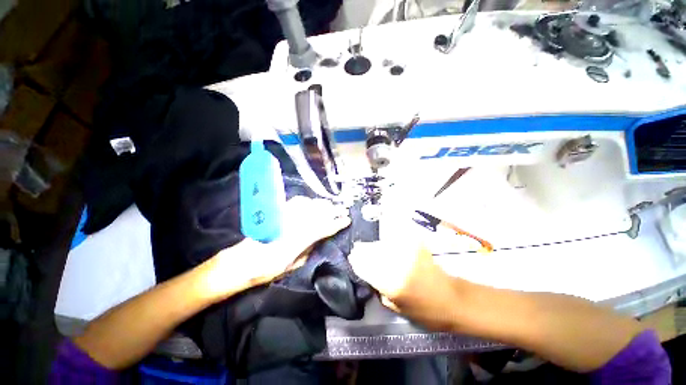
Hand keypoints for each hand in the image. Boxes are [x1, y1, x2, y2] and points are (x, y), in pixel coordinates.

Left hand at [201, 196, 350, 301]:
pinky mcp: (277, 213)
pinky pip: (295, 202)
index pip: (323, 228)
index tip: (347, 220)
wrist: (241, 261)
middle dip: (333, 210)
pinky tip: (311, 202)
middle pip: (317, 213)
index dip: (336, 223)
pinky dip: (306, 201)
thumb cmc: (266, 269)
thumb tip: (318, 240)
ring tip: (331, 204)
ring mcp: (285, 217)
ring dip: (322, 204)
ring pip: (308, 205)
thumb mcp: (291, 266)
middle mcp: (293, 225)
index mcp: (298, 240)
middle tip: (343, 208)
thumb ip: (307, 251)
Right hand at [348, 218, 462, 330]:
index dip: (355, 261)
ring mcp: (407, 251)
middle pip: (371, 251)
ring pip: (381, 243)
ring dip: (374, 246)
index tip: (351, 258)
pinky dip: (387, 242)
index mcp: (391, 283)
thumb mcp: (395, 308)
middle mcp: (397, 263)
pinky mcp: (415, 244)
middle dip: (362, 251)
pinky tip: (386, 245)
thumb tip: (367, 272)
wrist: (452, 299)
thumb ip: (378, 288)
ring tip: (370, 248)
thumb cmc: (424, 311)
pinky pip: (394, 239)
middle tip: (357, 250)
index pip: (363, 266)